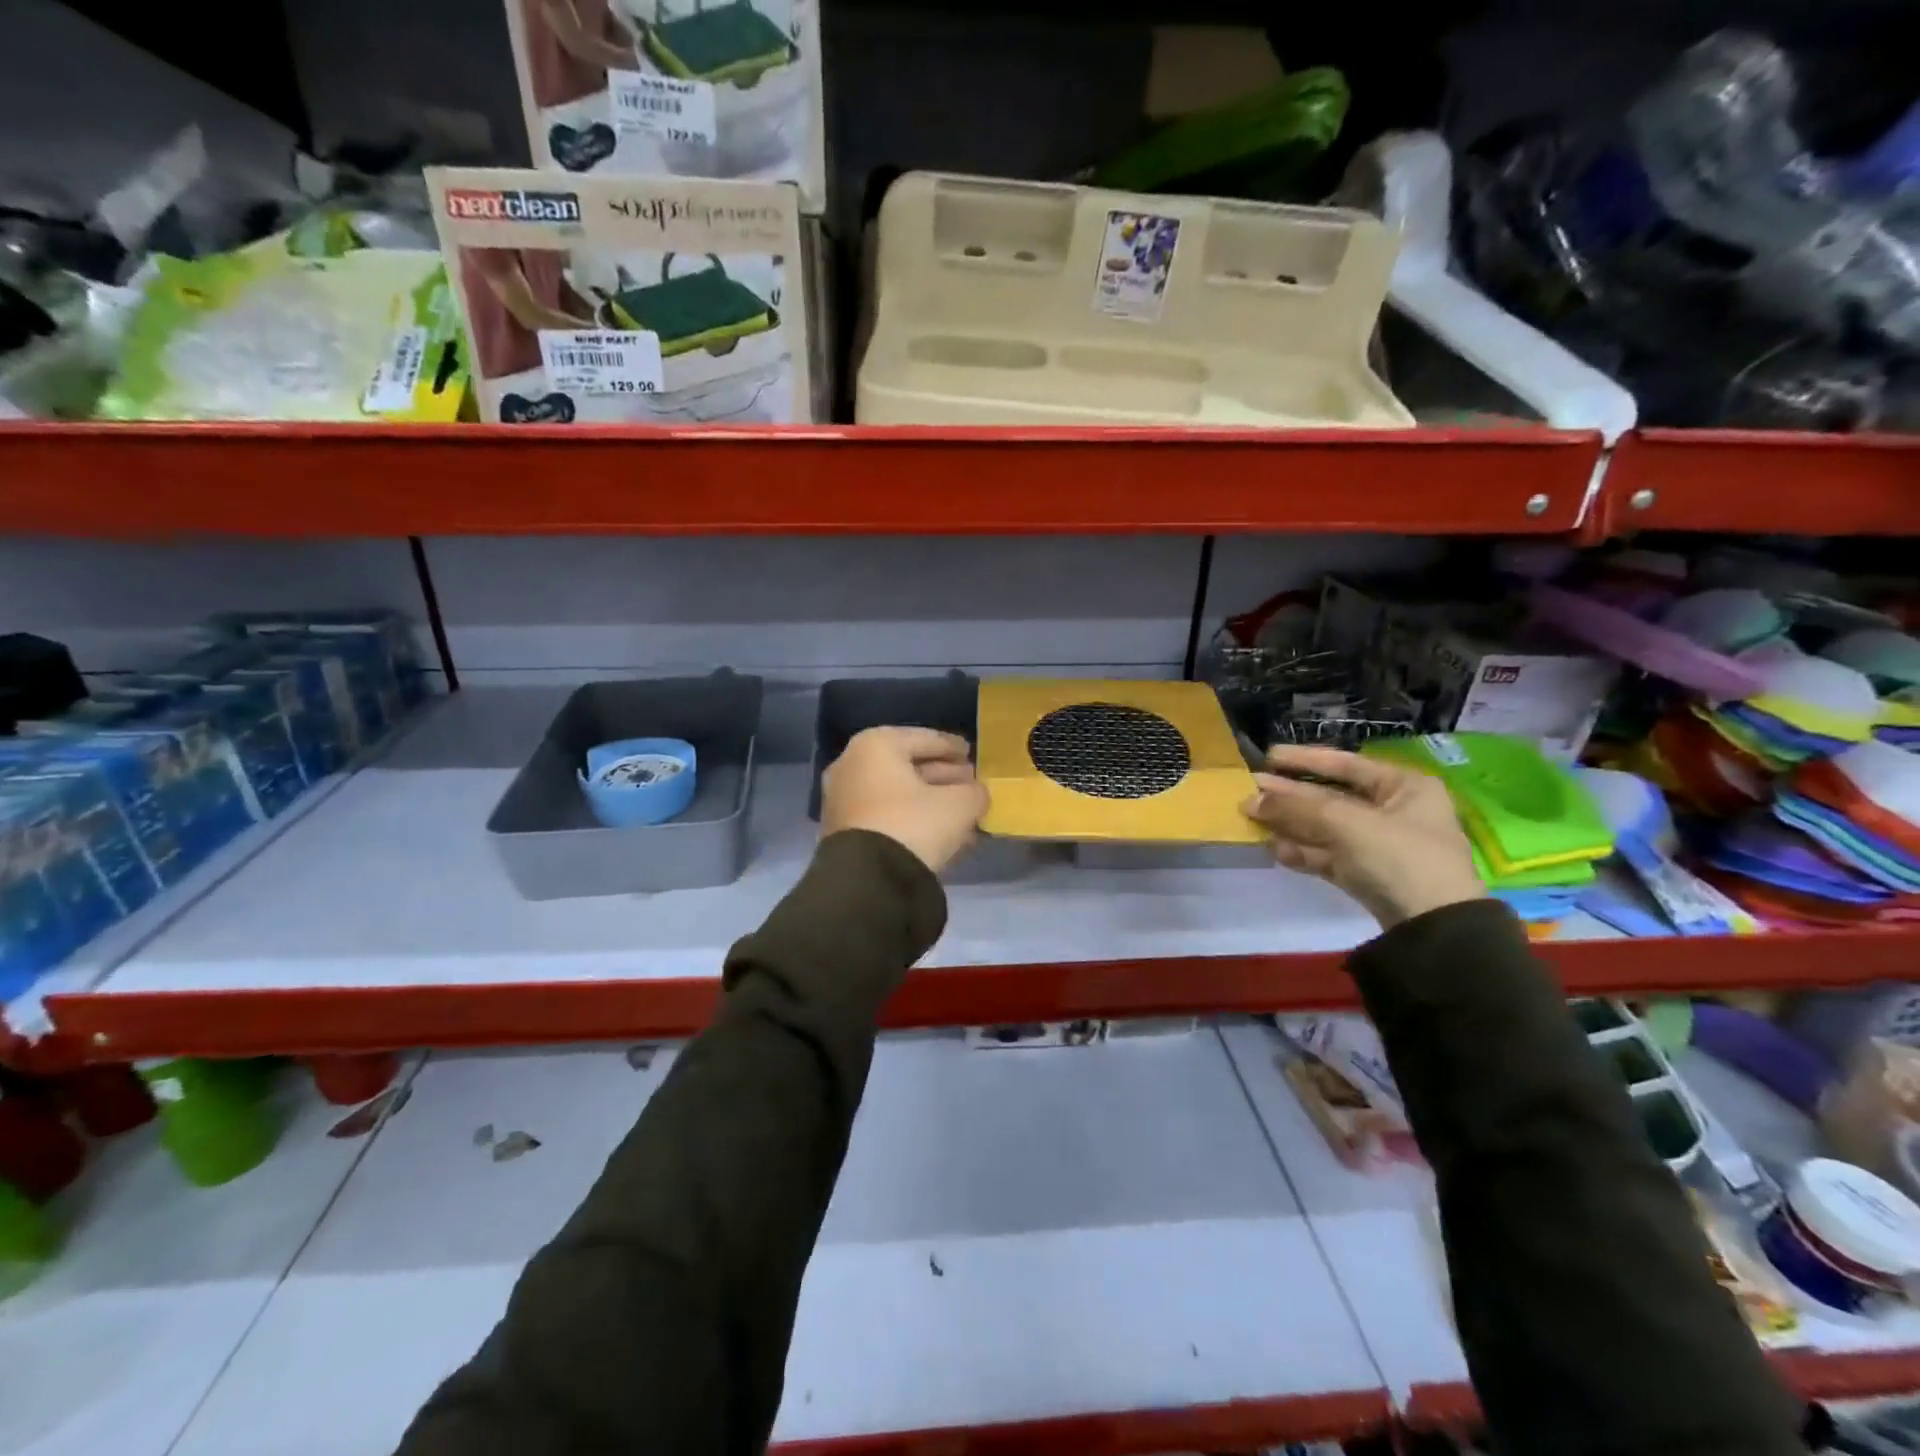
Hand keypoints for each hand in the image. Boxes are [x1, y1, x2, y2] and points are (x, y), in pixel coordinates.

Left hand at [821, 727, 988, 874]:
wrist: (868, 881)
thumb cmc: (914, 825)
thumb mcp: (959, 805)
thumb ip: (974, 792)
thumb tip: (976, 794)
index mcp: (877, 744)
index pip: (925, 739)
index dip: (952, 747)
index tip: (971, 753)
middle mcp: (852, 763)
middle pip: (908, 765)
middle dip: (942, 776)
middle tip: (969, 784)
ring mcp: (842, 797)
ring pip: (897, 793)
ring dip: (929, 800)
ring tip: (961, 813)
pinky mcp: (842, 829)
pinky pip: (885, 814)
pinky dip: (911, 817)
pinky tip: (939, 832)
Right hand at [1241, 745, 1485, 928]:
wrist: (1432, 929)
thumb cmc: (1398, 857)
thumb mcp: (1346, 823)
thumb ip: (1296, 808)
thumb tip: (1251, 799)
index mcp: (1405, 786)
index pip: (1347, 764)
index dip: (1305, 760)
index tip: (1269, 756)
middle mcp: (1395, 811)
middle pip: (1331, 798)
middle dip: (1290, 796)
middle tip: (1250, 789)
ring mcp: (1381, 846)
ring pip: (1326, 828)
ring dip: (1290, 824)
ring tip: (1252, 818)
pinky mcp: (1368, 876)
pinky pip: (1329, 855)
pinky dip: (1303, 851)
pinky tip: (1275, 849)